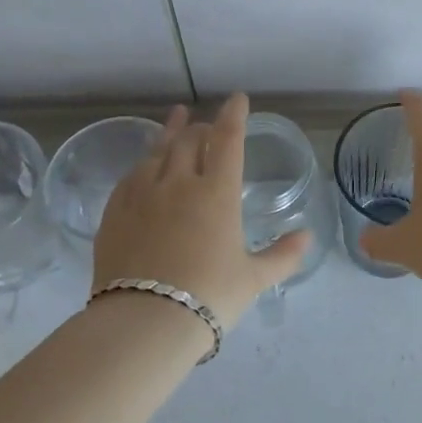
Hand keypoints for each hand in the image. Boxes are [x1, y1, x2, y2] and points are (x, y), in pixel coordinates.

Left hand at [93, 93, 309, 326]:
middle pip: (189, 140)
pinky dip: (143, 163)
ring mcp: (142, 196)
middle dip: (201, 126)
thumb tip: (307, 236)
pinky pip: (130, 177)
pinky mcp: (114, 213)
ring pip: (156, 151)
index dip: (234, 115)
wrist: (143, 323)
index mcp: (217, 193)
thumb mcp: (253, 279)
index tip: (237, 99)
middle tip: (208, 125)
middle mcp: (178, 183)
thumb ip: (282, 255)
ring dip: (170, 133)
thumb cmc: (209, 297)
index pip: (227, 139)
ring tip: (175, 119)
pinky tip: (143, 165)